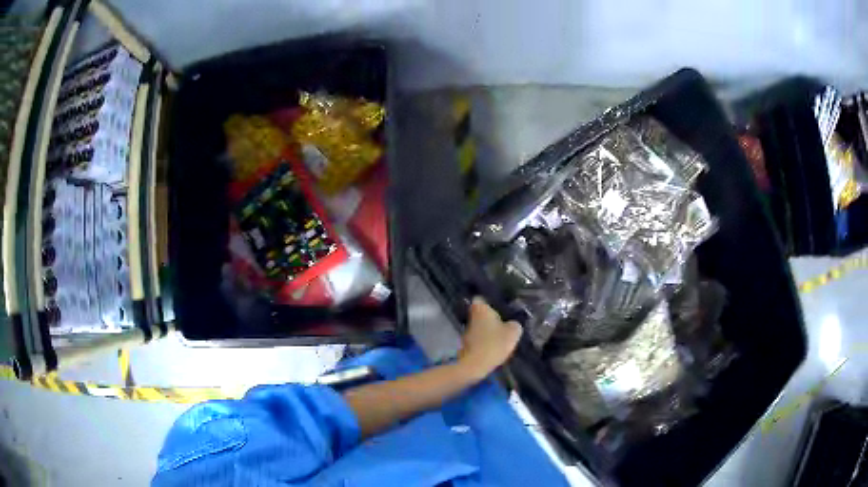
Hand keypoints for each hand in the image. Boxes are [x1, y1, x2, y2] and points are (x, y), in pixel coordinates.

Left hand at [458, 297, 522, 378]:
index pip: (481, 298)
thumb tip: (513, 324)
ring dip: (488, 331)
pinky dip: (485, 342)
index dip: (489, 301)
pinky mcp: (466, 345)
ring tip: (501, 338)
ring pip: (480, 327)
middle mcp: (471, 317)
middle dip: (491, 318)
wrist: (474, 366)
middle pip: (481, 314)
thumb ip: (514, 325)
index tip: (499, 307)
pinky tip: (494, 349)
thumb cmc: (494, 343)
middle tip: (504, 323)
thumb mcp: (513, 332)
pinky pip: (478, 340)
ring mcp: (466, 332)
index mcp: (481, 309)